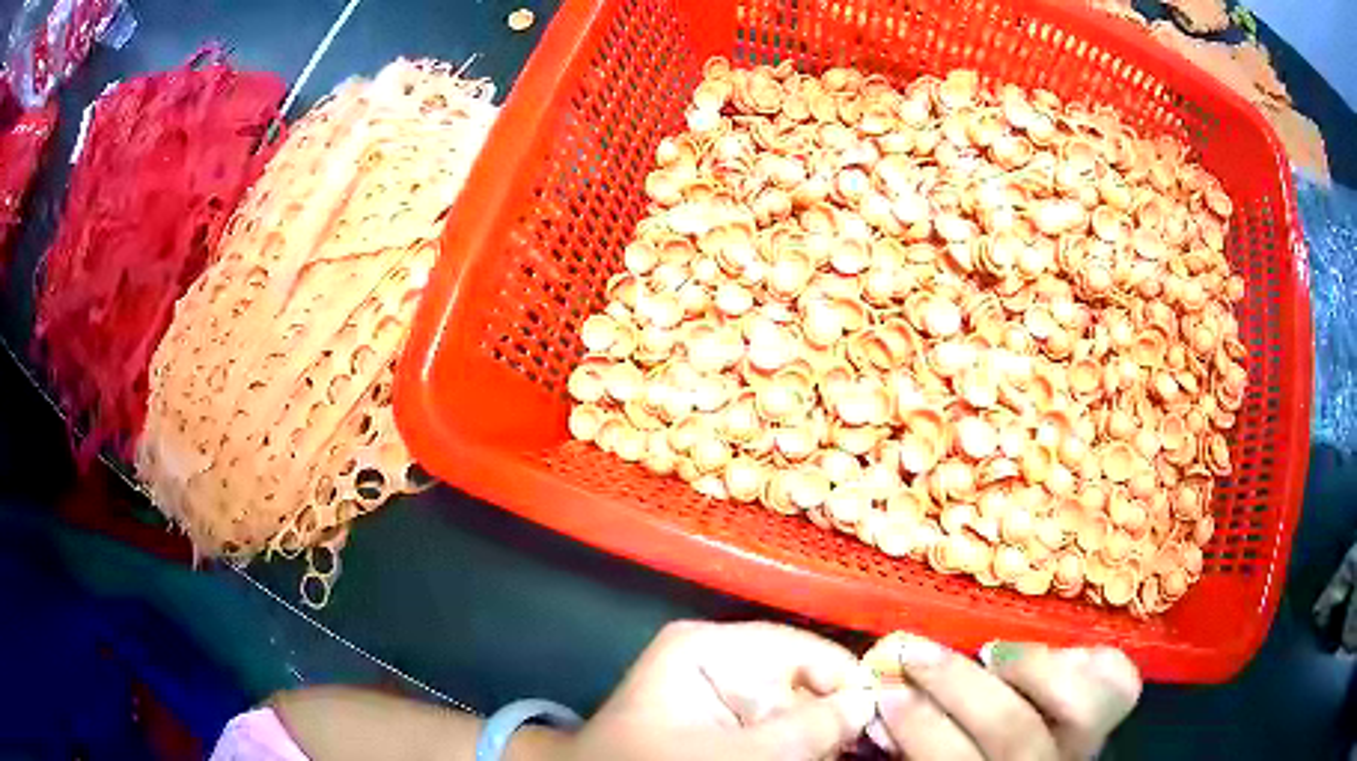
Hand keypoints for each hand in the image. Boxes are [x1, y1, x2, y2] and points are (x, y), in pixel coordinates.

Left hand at [559, 620, 876, 760]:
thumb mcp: (737, 752)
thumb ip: (807, 728)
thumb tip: (870, 701)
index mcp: (709, 648)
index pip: (801, 648)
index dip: (846, 677)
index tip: (883, 711)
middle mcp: (720, 663)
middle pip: (802, 681)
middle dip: (835, 714)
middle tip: (867, 742)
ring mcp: (722, 696)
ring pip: (795, 710)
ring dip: (819, 734)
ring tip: (841, 750)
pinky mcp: (723, 726)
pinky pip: (776, 730)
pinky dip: (798, 746)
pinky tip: (813, 756)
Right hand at [866, 634, 1140, 760]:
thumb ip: (913, 748)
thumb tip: (875, 710)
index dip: (923, 730)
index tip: (887, 694)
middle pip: (1012, 730)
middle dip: (957, 686)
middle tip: (917, 652)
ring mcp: (1083, 747)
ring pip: (1074, 707)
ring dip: (1029, 667)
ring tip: (991, 651)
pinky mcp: (1107, 723)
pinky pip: (1117, 684)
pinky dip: (1091, 660)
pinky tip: (1063, 654)